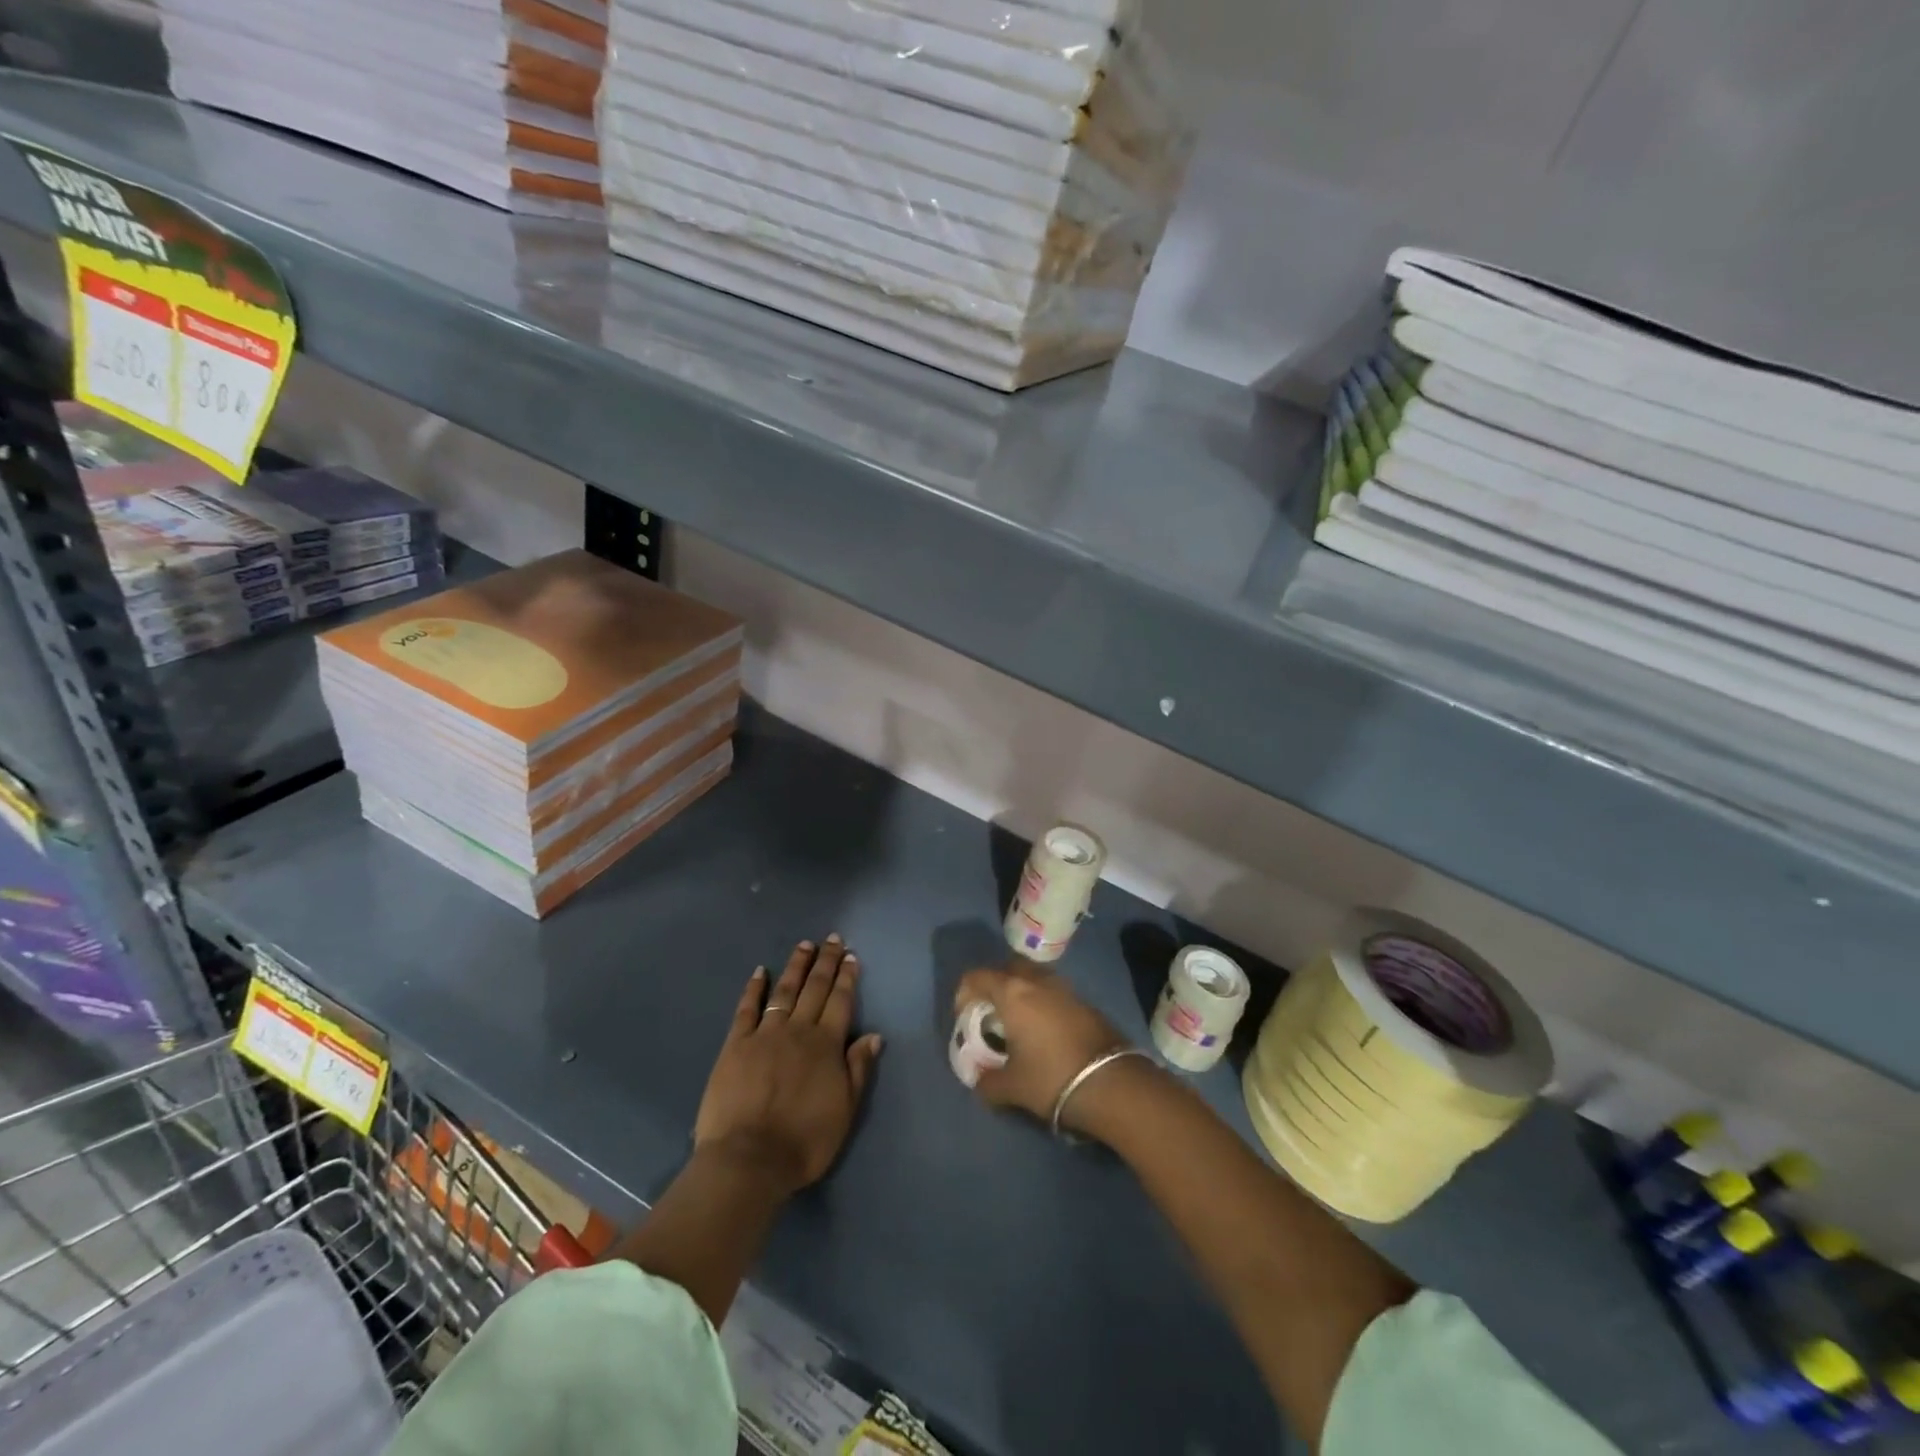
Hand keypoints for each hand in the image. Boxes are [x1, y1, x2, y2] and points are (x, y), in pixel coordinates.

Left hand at [695, 936, 883, 1196]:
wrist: (749, 1159)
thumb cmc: (804, 1141)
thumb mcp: (845, 1111)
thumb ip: (858, 1069)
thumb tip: (874, 1035)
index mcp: (826, 1045)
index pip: (840, 1001)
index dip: (847, 977)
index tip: (850, 955)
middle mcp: (798, 1030)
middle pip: (814, 988)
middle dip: (825, 962)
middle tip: (832, 938)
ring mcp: (764, 1034)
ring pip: (784, 991)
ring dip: (796, 966)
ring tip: (804, 945)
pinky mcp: (735, 1044)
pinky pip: (747, 1009)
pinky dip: (754, 988)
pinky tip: (760, 971)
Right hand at [952, 963, 1127, 1129]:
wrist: (1111, 1083)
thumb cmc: (1050, 1078)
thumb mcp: (1011, 1087)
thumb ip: (987, 1082)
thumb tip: (979, 1081)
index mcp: (1013, 993)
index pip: (977, 976)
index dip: (964, 993)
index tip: (965, 1017)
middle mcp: (1037, 981)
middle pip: (1008, 967)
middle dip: (995, 985)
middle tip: (992, 1013)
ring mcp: (1065, 989)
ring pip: (1034, 977)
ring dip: (1022, 992)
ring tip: (1019, 1023)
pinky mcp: (1085, 1002)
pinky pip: (1054, 992)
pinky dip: (1043, 1003)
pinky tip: (1045, 1032)